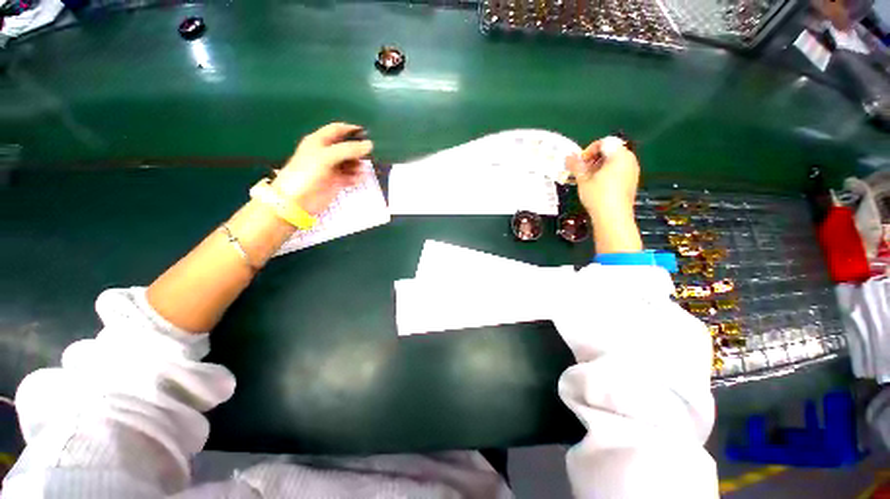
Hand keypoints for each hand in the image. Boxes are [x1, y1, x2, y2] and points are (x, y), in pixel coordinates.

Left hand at [272, 122, 372, 214]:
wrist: (298, 200)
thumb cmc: (307, 173)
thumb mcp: (326, 156)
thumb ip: (348, 150)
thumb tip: (369, 145)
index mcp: (319, 141)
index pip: (337, 130)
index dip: (351, 130)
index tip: (366, 134)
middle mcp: (326, 153)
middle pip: (346, 147)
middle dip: (357, 151)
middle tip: (367, 155)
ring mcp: (331, 168)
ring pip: (350, 163)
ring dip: (358, 165)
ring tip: (361, 171)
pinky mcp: (336, 182)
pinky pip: (350, 177)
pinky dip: (356, 177)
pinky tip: (359, 179)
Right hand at [565, 137, 641, 252]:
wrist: (613, 217)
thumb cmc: (597, 196)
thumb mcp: (583, 179)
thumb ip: (576, 165)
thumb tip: (568, 156)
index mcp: (619, 155)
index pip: (604, 142)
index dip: (589, 150)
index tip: (579, 163)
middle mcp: (629, 159)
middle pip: (610, 151)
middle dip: (594, 158)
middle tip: (582, 171)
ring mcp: (633, 171)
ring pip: (614, 161)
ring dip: (600, 166)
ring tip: (588, 179)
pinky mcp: (632, 182)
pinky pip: (619, 171)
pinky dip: (607, 174)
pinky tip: (598, 186)